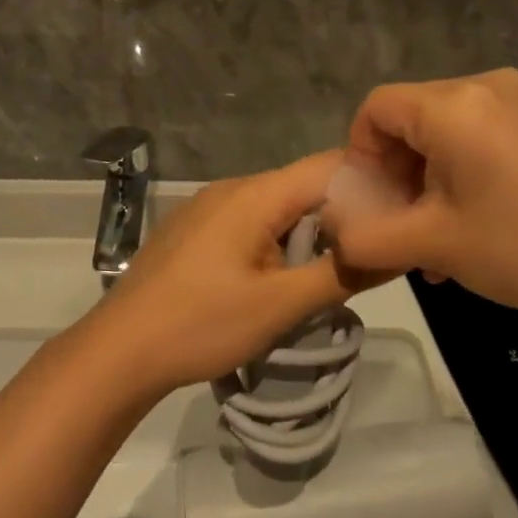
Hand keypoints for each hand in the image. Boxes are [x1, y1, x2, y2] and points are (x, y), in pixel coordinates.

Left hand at [79, 152, 372, 398]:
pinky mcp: (195, 229)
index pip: (330, 167)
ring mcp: (209, 207)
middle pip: (304, 186)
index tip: (399, 218)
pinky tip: (281, 276)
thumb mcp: (280, 305)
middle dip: (343, 214)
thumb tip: (394, 250)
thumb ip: (341, 274)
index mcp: (256, 194)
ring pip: (277, 206)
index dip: (371, 186)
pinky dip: (277, 240)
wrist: (119, 350)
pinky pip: (250, 221)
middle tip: (373, 252)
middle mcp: (233, 187)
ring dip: (309, 231)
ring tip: (333, 270)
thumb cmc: (201, 324)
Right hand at [325, 70, 517, 327]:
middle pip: (410, 118)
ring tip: (434, 238)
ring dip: (425, 179)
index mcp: (454, 104)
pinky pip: (476, 135)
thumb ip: (367, 238)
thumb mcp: (433, 245)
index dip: (360, 154)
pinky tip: (467, 224)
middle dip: (395, 172)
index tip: (372, 203)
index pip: (376, 108)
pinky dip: (457, 172)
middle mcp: (484, 86)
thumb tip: (333, 237)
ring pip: (442, 130)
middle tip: (402, 226)